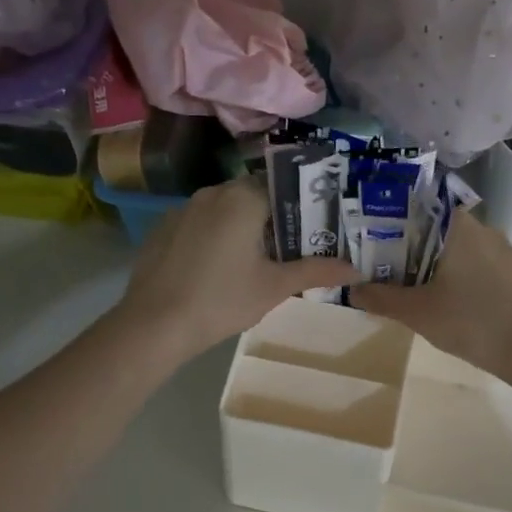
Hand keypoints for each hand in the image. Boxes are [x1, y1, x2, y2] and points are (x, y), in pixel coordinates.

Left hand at [117, 178, 355, 361]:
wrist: (154, 325)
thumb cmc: (222, 300)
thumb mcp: (274, 287)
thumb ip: (316, 271)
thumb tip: (357, 270)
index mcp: (242, 198)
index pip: (282, 186)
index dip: (301, 205)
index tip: (314, 229)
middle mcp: (211, 192)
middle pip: (253, 196)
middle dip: (273, 218)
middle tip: (290, 249)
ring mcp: (182, 209)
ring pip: (224, 209)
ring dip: (243, 227)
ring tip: (256, 261)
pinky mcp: (163, 229)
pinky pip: (199, 223)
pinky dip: (215, 236)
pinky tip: (217, 268)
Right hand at [354, 212, 511, 377]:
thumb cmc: (472, 322)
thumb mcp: (417, 313)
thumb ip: (381, 298)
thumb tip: (352, 290)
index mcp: (457, 225)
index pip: (414, 206)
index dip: (386, 219)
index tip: (366, 237)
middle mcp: (481, 227)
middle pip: (432, 227)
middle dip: (404, 246)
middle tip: (378, 266)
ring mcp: (501, 249)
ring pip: (453, 247)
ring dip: (429, 263)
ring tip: (405, 285)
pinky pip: (473, 263)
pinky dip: (453, 274)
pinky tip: (442, 298)